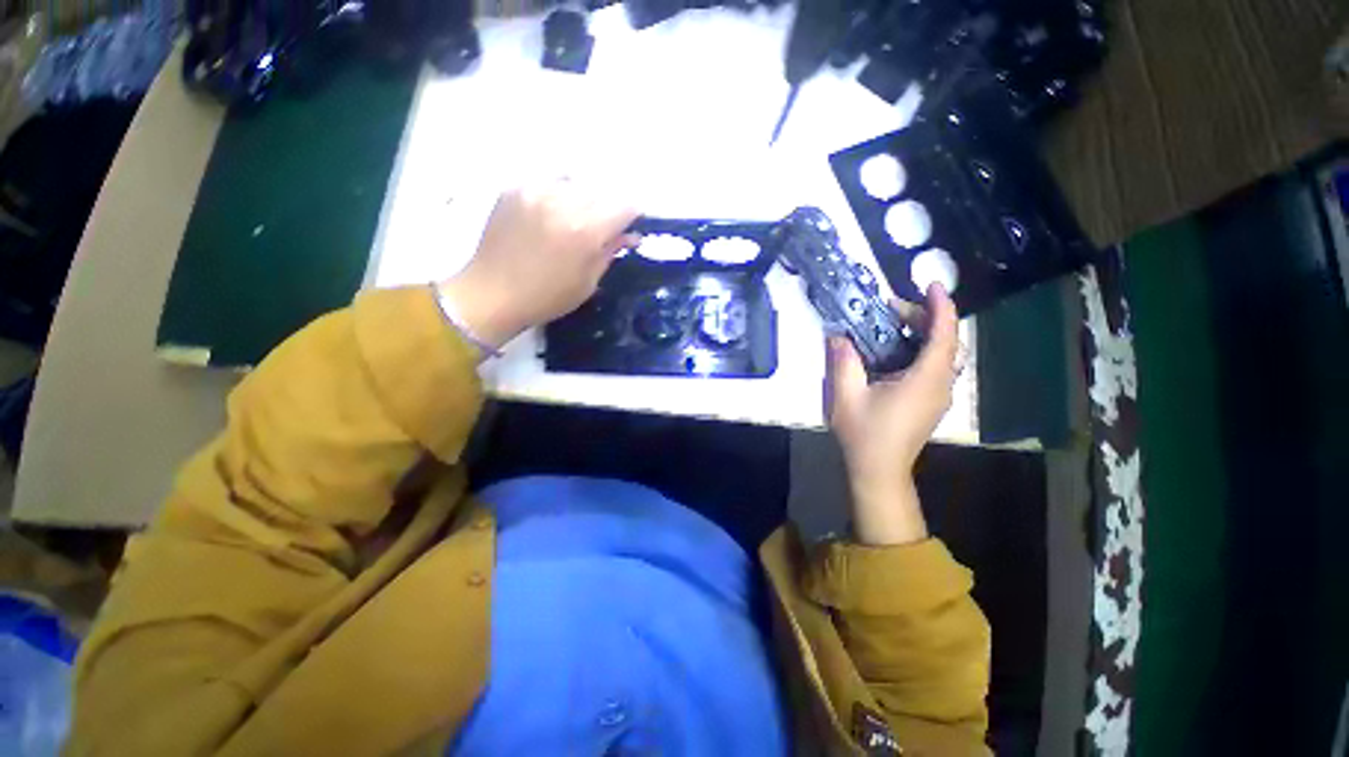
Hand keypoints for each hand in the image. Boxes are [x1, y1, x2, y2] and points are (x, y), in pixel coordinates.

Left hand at [437, 182, 638, 348]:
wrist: (491, 294)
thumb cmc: (546, 297)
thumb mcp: (587, 282)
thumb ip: (610, 251)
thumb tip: (631, 235)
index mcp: (584, 230)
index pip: (624, 205)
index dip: (633, 214)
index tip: (632, 225)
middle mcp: (562, 201)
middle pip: (602, 189)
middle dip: (609, 207)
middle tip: (604, 227)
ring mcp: (535, 190)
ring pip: (576, 181)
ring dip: (584, 198)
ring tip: (576, 219)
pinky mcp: (514, 188)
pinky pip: (549, 182)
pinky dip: (559, 195)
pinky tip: (552, 215)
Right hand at [825, 283, 959, 544]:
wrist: (878, 469)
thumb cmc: (864, 433)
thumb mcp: (846, 394)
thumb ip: (843, 361)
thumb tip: (838, 335)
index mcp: (925, 379)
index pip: (944, 335)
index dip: (941, 306)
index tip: (932, 284)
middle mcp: (941, 384)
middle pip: (945, 341)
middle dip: (924, 317)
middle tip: (891, 308)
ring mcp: (940, 395)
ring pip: (943, 354)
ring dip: (924, 334)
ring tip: (894, 324)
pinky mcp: (932, 403)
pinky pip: (936, 366)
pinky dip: (922, 349)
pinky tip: (897, 351)